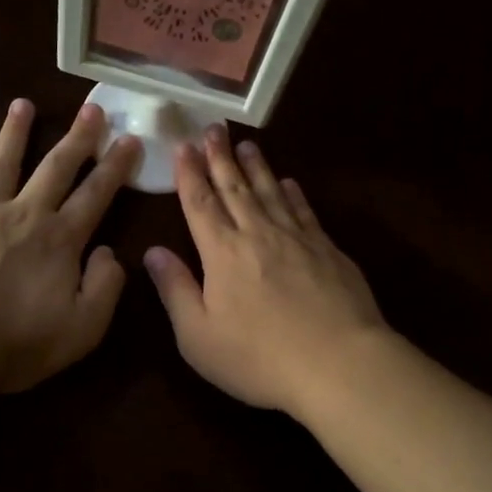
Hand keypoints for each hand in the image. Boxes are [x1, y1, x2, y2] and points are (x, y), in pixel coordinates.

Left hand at [0, 99, 139, 392]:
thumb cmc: (18, 344)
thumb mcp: (83, 328)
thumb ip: (105, 287)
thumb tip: (110, 252)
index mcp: (61, 240)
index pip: (96, 194)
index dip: (116, 166)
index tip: (130, 139)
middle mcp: (24, 214)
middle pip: (56, 168)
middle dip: (77, 138)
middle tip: (92, 108)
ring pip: (2, 163)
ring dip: (15, 132)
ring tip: (22, 104)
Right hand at [144, 126, 386, 418]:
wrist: (338, 363)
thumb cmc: (258, 357)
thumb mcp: (198, 336)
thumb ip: (175, 290)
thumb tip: (153, 252)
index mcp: (222, 252)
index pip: (200, 203)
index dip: (189, 174)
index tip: (183, 146)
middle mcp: (257, 234)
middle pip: (235, 187)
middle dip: (220, 157)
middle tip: (212, 128)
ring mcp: (297, 238)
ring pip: (270, 191)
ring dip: (256, 166)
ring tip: (246, 144)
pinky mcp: (328, 250)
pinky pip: (304, 210)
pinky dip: (293, 193)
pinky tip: (289, 183)